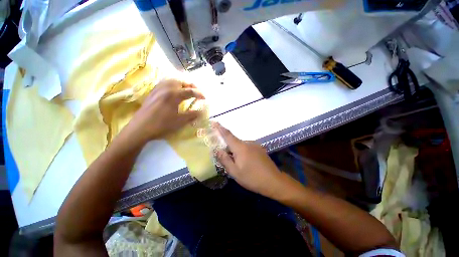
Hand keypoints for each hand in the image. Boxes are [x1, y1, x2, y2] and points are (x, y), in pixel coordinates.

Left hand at [125, 79, 204, 144]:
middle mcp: (166, 88)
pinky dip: (172, 84)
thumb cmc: (161, 125)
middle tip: (196, 92)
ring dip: (181, 83)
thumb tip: (201, 112)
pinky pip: (164, 83)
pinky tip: (173, 91)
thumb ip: (192, 115)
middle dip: (191, 85)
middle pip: (181, 81)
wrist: (140, 128)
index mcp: (174, 95)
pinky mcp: (153, 92)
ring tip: (186, 90)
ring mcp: (158, 89)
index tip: (205, 98)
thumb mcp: (179, 121)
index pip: (190, 91)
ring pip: (172, 80)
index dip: (199, 94)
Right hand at [215, 123, 289, 198]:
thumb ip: (225, 159)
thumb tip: (217, 150)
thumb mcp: (235, 172)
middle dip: (228, 147)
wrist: (274, 181)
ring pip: (241, 145)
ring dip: (236, 151)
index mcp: (240, 147)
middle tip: (226, 159)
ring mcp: (255, 145)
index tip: (214, 122)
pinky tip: (246, 163)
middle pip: (234, 141)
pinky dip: (243, 152)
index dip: (220, 128)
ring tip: (238, 164)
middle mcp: (248, 143)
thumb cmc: (252, 178)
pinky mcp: (260, 149)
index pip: (228, 135)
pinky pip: (247, 148)